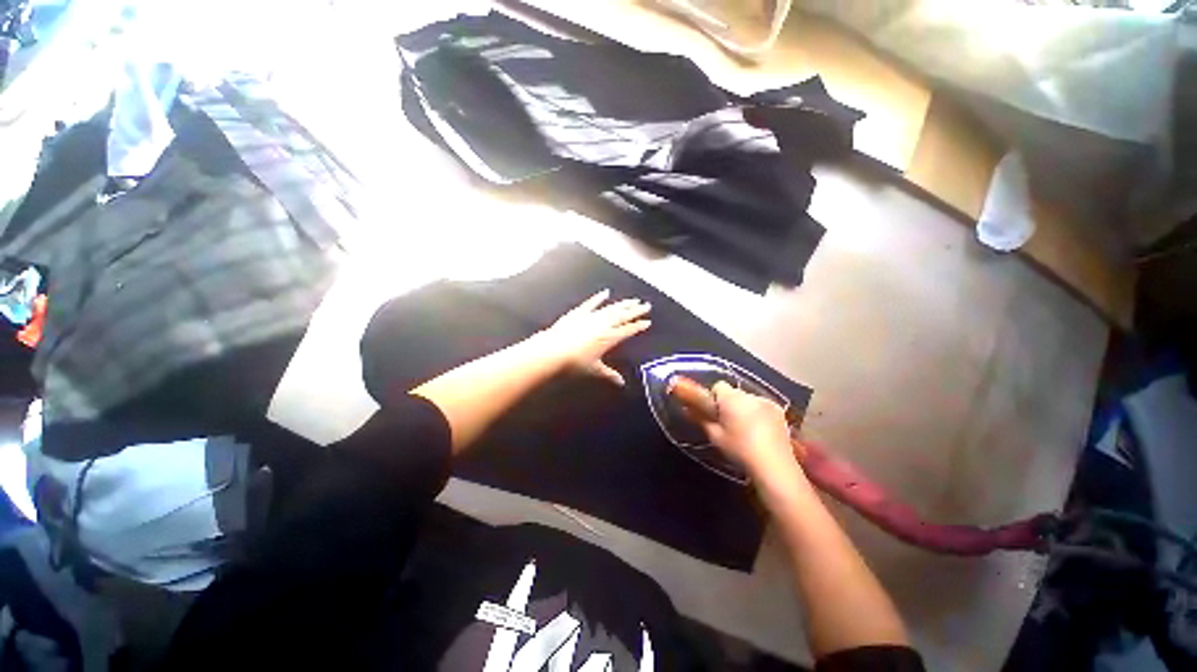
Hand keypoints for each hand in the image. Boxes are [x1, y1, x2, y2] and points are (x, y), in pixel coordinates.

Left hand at [538, 290, 650, 385]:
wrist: (554, 350)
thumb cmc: (575, 363)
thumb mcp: (594, 370)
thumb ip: (609, 375)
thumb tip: (621, 383)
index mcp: (609, 338)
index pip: (628, 330)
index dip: (638, 326)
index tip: (647, 322)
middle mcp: (603, 325)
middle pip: (623, 316)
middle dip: (635, 311)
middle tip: (646, 305)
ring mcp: (591, 317)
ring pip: (611, 308)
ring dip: (623, 304)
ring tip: (632, 300)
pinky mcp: (579, 313)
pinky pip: (591, 303)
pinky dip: (599, 298)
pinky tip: (605, 293)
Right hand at [697, 381, 798, 478]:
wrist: (774, 466)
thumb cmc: (739, 450)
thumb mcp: (715, 436)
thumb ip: (700, 419)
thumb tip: (686, 408)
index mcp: (732, 398)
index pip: (718, 386)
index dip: (713, 398)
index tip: (713, 414)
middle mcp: (750, 395)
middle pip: (734, 393)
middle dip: (729, 404)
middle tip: (727, 424)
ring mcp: (768, 403)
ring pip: (749, 400)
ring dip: (744, 409)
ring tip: (745, 430)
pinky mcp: (780, 413)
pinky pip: (762, 408)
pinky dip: (758, 415)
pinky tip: (760, 433)